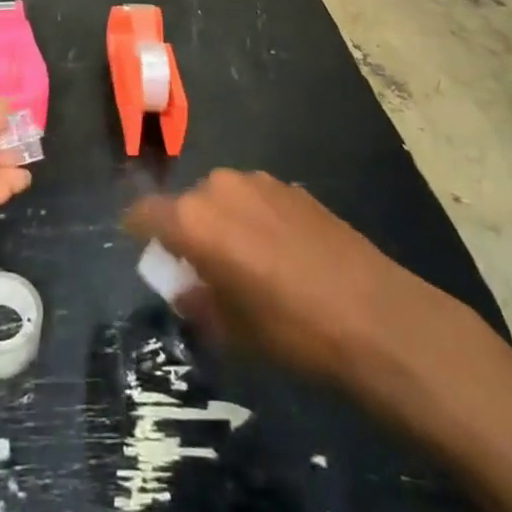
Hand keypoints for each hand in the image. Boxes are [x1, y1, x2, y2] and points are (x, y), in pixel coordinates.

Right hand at [127, 170, 462, 386]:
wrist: (373, 313)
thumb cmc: (291, 328)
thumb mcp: (233, 329)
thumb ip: (199, 300)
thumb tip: (188, 287)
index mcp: (194, 219)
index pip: (146, 212)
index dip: (138, 229)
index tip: (140, 246)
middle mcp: (220, 187)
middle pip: (188, 204)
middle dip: (188, 231)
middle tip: (202, 267)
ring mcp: (261, 181)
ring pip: (224, 197)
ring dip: (224, 222)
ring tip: (246, 260)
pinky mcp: (293, 187)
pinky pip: (257, 198)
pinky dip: (255, 218)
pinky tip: (280, 252)